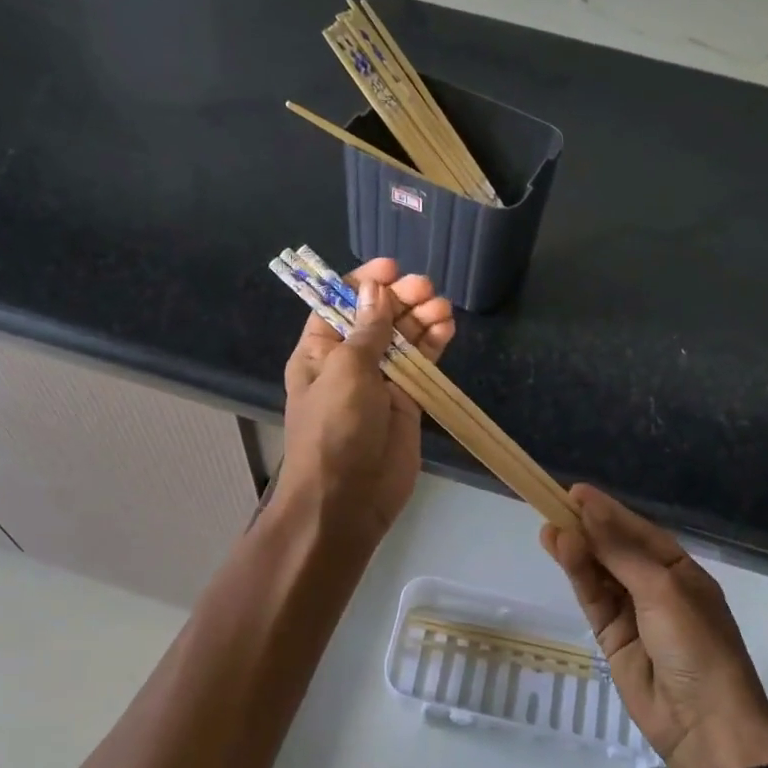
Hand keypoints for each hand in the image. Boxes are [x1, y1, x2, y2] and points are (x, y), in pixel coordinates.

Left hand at [279, 258, 453, 539]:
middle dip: (400, 298)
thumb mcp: (346, 371)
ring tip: (442, 307)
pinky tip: (448, 327)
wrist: (348, 499)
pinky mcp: (407, 401)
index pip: (340, 304)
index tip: (391, 268)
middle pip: (377, 317)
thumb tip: (375, 288)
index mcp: (319, 350)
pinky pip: (422, 364)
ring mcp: (380, 381)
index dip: (364, 282)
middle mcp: (349, 361)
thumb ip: (367, 330)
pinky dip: (434, 344)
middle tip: (426, 288)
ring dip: (421, 318)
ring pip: (403, 338)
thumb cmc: (335, 429)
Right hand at [541, 485, 767, 767]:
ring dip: (577, 550)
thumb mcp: (662, 590)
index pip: (638, 531)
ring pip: (599, 573)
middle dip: (588, 528)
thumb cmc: (697, 646)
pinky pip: (592, 598)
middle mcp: (657, 587)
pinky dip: (577, 575)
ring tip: (548, 527)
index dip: (608, 511)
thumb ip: (620, 552)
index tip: (575, 492)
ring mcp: (634, 613)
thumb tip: (588, 510)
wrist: (705, 725)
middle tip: (552, 504)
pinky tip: (560, 552)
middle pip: (616, 550)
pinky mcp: (612, 637)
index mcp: (681, 571)